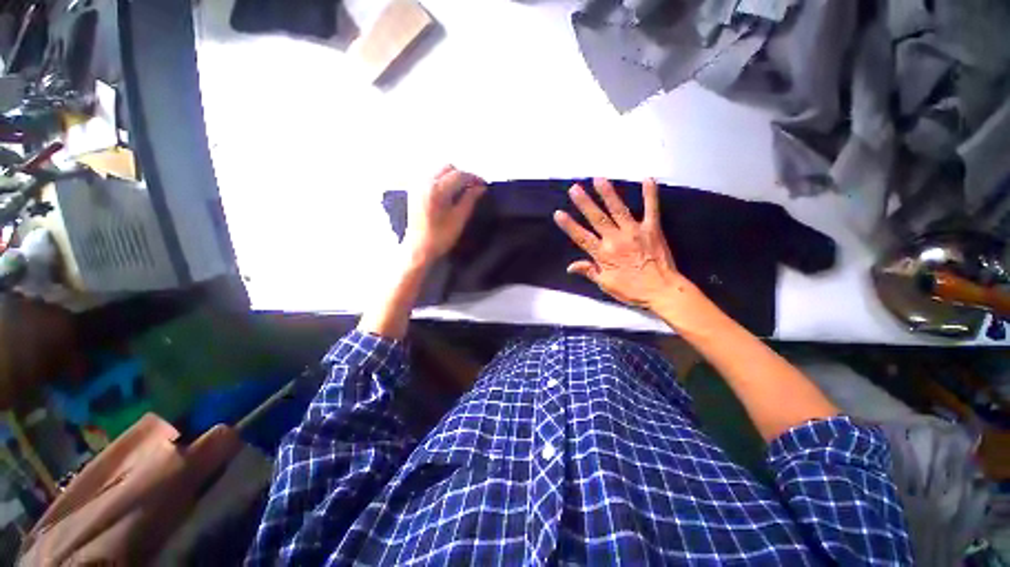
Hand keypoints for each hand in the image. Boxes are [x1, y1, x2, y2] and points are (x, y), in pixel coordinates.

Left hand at [404, 165, 485, 265]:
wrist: (418, 249)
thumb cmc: (441, 237)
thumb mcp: (459, 218)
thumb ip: (470, 199)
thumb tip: (481, 187)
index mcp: (436, 189)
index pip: (459, 175)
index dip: (474, 178)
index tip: (484, 185)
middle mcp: (425, 182)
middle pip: (447, 168)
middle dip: (462, 175)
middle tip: (473, 188)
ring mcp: (417, 186)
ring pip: (438, 171)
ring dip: (452, 177)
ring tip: (462, 191)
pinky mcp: (414, 191)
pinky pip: (431, 178)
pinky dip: (442, 181)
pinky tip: (448, 194)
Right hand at [554, 178, 687, 311]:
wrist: (662, 291)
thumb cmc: (632, 290)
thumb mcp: (606, 284)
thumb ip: (589, 271)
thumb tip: (570, 266)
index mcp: (603, 254)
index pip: (581, 237)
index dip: (569, 226)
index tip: (558, 213)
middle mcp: (616, 240)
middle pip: (597, 218)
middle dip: (585, 203)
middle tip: (575, 188)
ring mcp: (634, 232)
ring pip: (618, 210)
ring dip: (608, 194)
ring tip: (598, 179)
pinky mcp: (653, 229)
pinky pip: (651, 209)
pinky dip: (649, 194)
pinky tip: (647, 179)